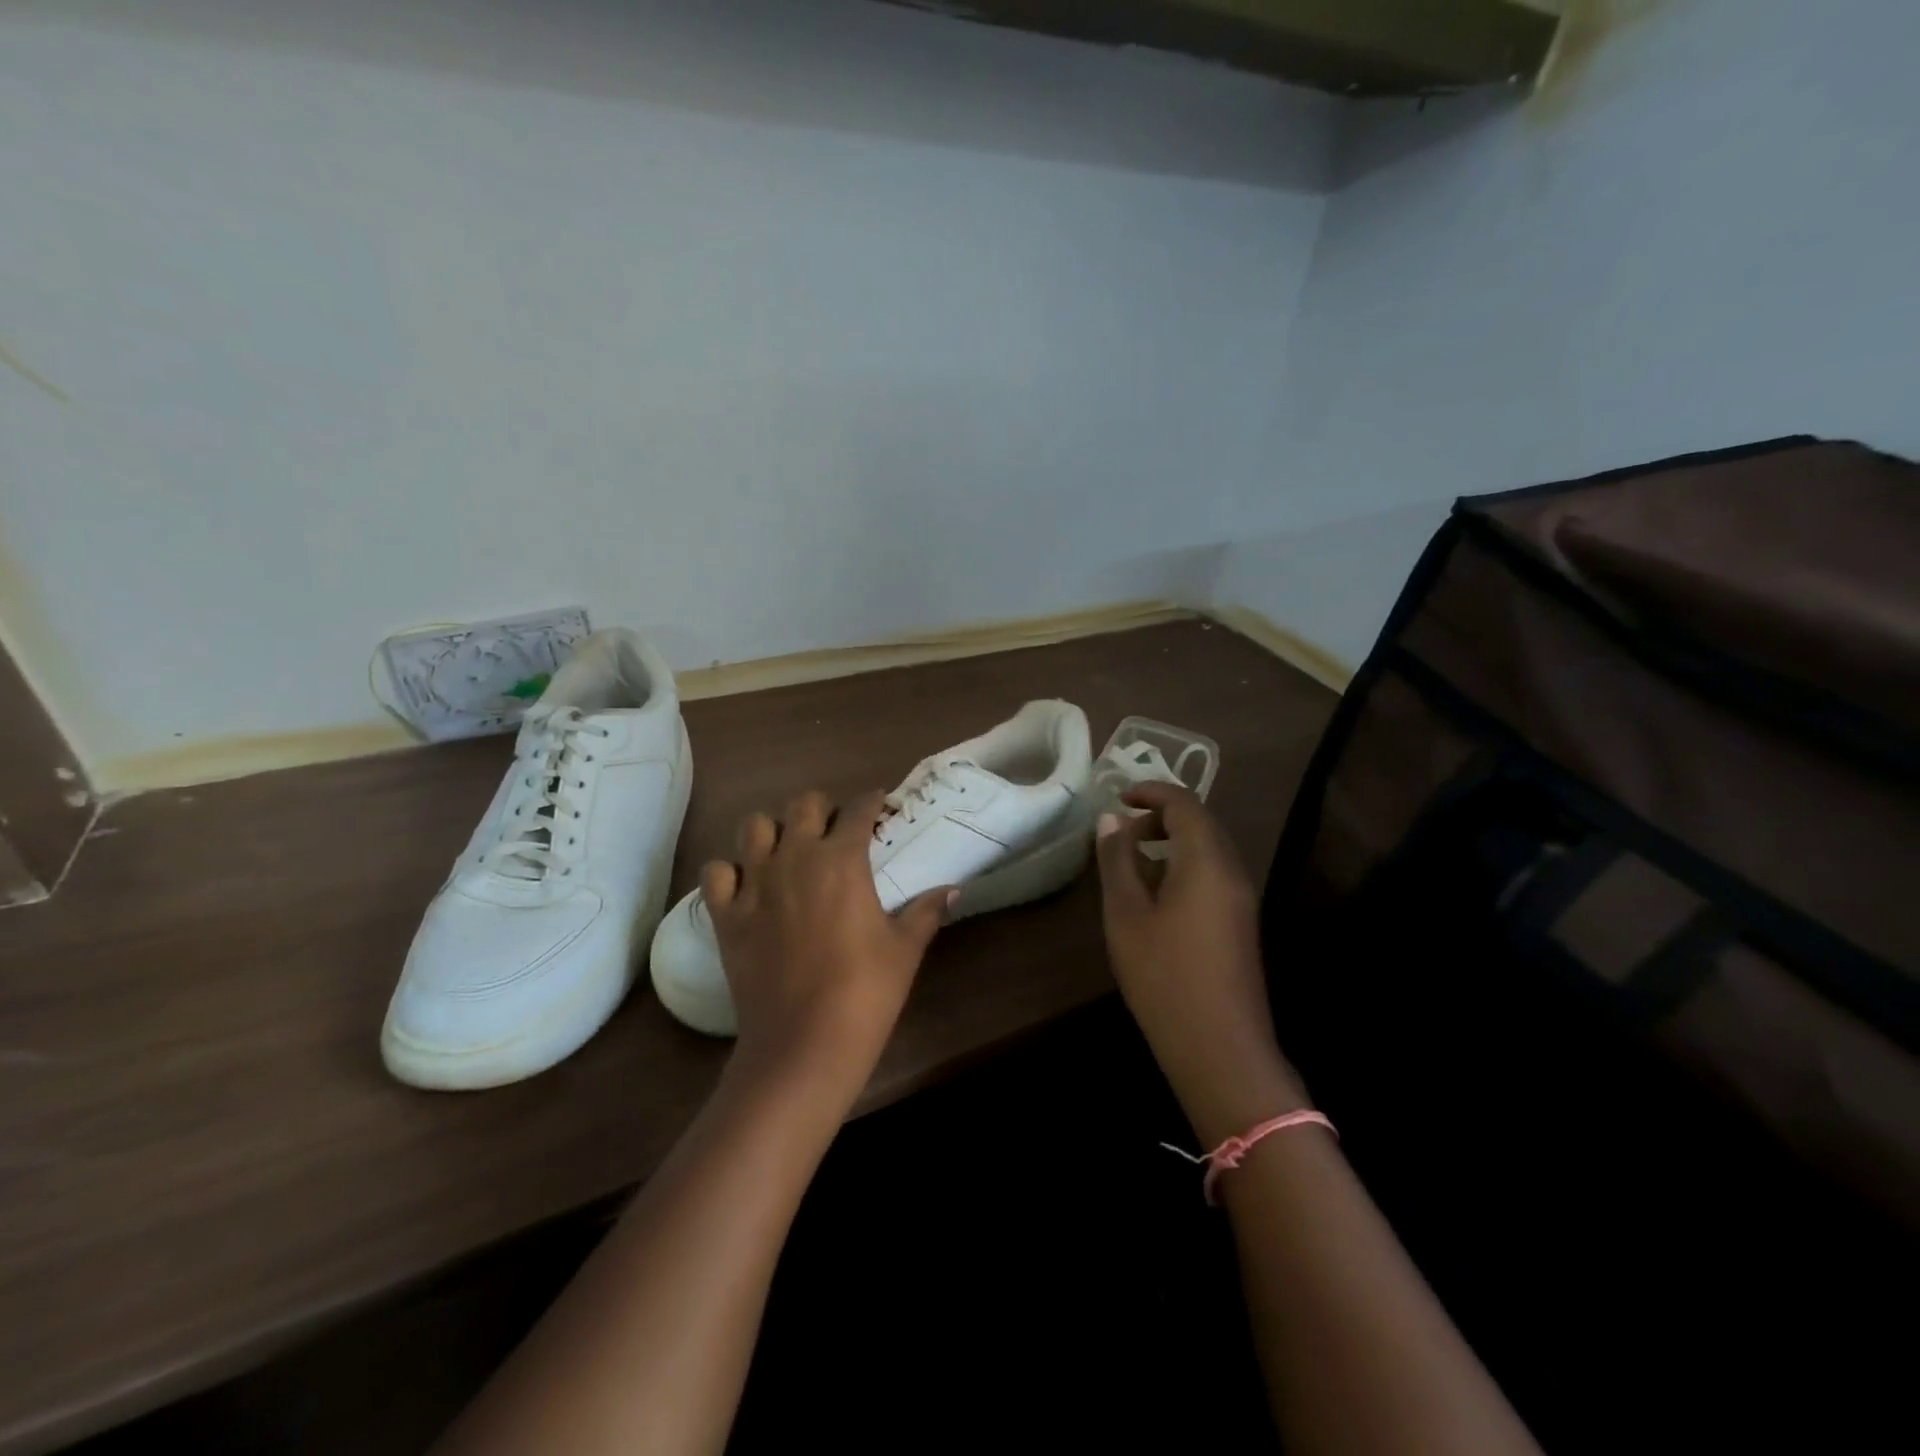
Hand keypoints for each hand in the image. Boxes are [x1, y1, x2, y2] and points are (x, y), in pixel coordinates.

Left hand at [702, 790, 953, 1100]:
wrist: (803, 1043)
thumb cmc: (865, 991)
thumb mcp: (905, 949)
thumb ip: (926, 911)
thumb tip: (953, 889)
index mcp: (842, 860)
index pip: (859, 810)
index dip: (872, 802)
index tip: (880, 805)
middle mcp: (795, 857)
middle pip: (803, 804)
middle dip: (822, 808)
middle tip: (835, 830)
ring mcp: (755, 883)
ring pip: (754, 826)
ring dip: (773, 830)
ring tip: (788, 850)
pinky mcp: (726, 914)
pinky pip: (716, 872)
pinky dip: (729, 871)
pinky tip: (746, 885)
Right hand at [1094, 782, 1306, 1142]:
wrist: (1220, 1048)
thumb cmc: (1165, 975)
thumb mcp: (1126, 914)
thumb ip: (1118, 860)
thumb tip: (1111, 818)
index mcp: (1207, 860)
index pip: (1184, 803)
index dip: (1151, 791)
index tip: (1119, 795)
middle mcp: (1232, 871)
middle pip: (1201, 823)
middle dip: (1161, 817)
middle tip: (1122, 831)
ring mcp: (1242, 899)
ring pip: (1208, 851)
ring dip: (1172, 843)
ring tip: (1132, 863)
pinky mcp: (1240, 924)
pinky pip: (1213, 875)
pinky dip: (1183, 867)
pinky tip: (1155, 897)